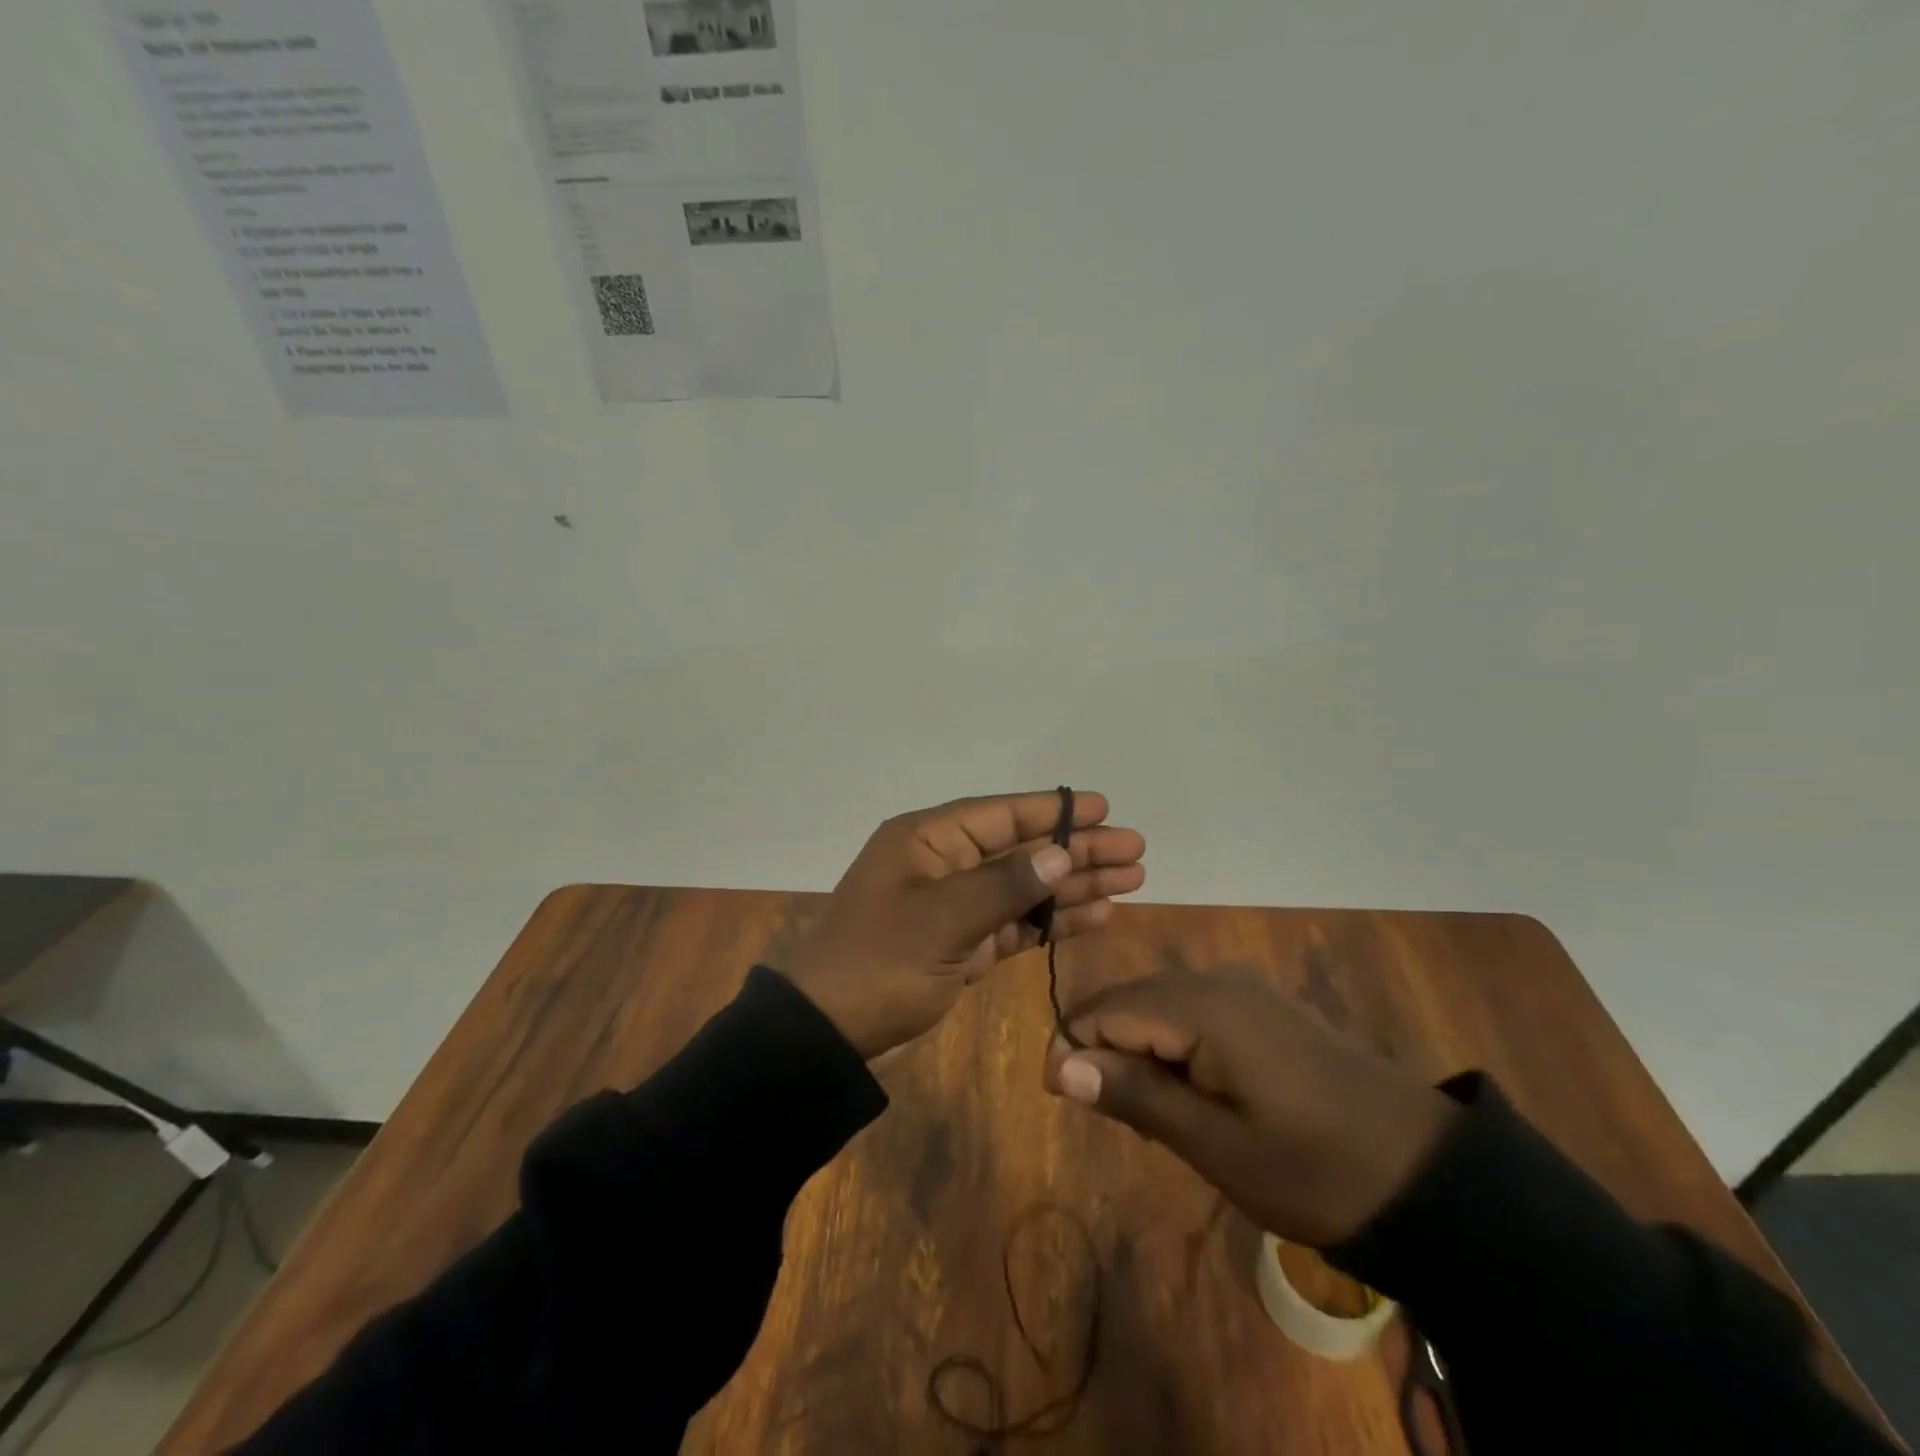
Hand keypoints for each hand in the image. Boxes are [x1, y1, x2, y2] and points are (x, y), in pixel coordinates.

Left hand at [779, 791, 1145, 1058]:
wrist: (828, 1033)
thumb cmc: (879, 963)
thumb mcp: (942, 919)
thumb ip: (1004, 886)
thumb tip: (1060, 855)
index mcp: (928, 840)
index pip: (1001, 816)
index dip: (1054, 812)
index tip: (1105, 809)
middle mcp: (943, 864)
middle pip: (1022, 850)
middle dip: (1077, 850)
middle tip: (1135, 850)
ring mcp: (954, 906)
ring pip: (1024, 887)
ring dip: (1074, 885)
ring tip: (1131, 879)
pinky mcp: (961, 945)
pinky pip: (1015, 924)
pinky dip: (1052, 921)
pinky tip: (1095, 916)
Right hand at [1041, 969, 1457, 1246]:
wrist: (1426, 1173)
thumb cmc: (1314, 1168)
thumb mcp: (1216, 1145)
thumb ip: (1135, 1096)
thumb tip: (1061, 1066)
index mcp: (1200, 1006)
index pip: (1104, 1010)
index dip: (1072, 1048)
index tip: (1061, 1099)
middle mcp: (1215, 980)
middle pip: (1128, 1001)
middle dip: (1104, 1050)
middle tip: (1111, 1117)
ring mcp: (1243, 989)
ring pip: (1158, 1005)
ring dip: (1137, 1050)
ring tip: (1147, 1113)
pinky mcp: (1262, 1006)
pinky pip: (1192, 1012)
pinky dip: (1172, 1047)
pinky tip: (1190, 1093)